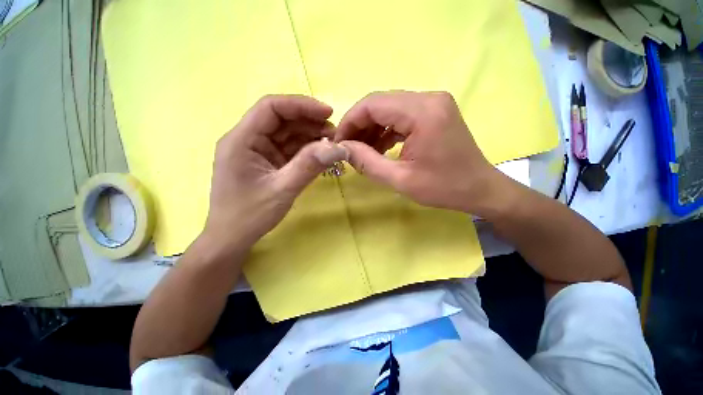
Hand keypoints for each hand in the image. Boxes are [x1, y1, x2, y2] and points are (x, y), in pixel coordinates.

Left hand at [204, 95, 347, 250]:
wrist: (232, 238)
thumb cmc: (250, 215)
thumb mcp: (283, 189)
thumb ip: (310, 165)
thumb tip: (338, 147)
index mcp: (241, 140)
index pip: (271, 108)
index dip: (301, 105)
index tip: (328, 112)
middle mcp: (247, 139)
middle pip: (281, 119)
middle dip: (309, 122)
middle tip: (335, 133)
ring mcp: (257, 151)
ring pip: (286, 133)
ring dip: (309, 135)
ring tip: (331, 143)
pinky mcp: (266, 162)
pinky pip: (288, 148)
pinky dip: (305, 149)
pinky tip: (320, 152)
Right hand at [336, 91, 501, 215]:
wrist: (480, 189)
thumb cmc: (444, 188)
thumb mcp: (400, 180)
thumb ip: (367, 162)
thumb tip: (343, 149)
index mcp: (422, 112)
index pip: (373, 104)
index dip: (350, 121)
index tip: (339, 142)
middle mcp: (429, 98)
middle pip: (380, 103)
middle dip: (359, 126)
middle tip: (349, 148)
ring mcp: (433, 103)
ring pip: (389, 109)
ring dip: (372, 129)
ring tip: (362, 151)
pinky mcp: (434, 112)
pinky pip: (401, 116)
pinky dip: (386, 130)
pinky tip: (379, 148)